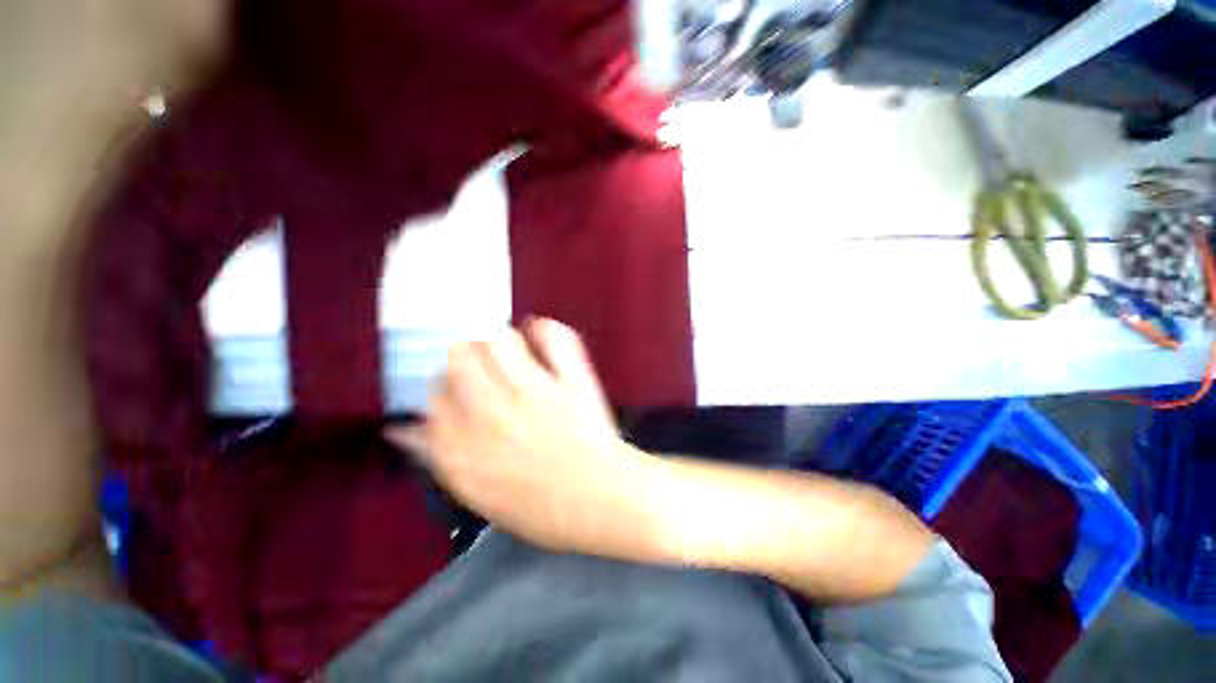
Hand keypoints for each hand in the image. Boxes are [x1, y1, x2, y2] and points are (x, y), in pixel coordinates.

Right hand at [386, 319, 666, 559]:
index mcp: (464, 450)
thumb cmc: (544, 509)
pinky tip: (540, 335)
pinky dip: (545, 330)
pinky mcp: (570, 381)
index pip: (435, 396)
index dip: (447, 387)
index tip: (460, 388)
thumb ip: (440, 457)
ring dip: (500, 341)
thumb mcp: (480, 494)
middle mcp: (491, 415)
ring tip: (511, 353)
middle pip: (459, 358)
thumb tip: (402, 430)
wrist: (603, 501)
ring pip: (498, 340)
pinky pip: (553, 338)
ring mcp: (534, 393)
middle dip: (466, 357)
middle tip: (483, 366)